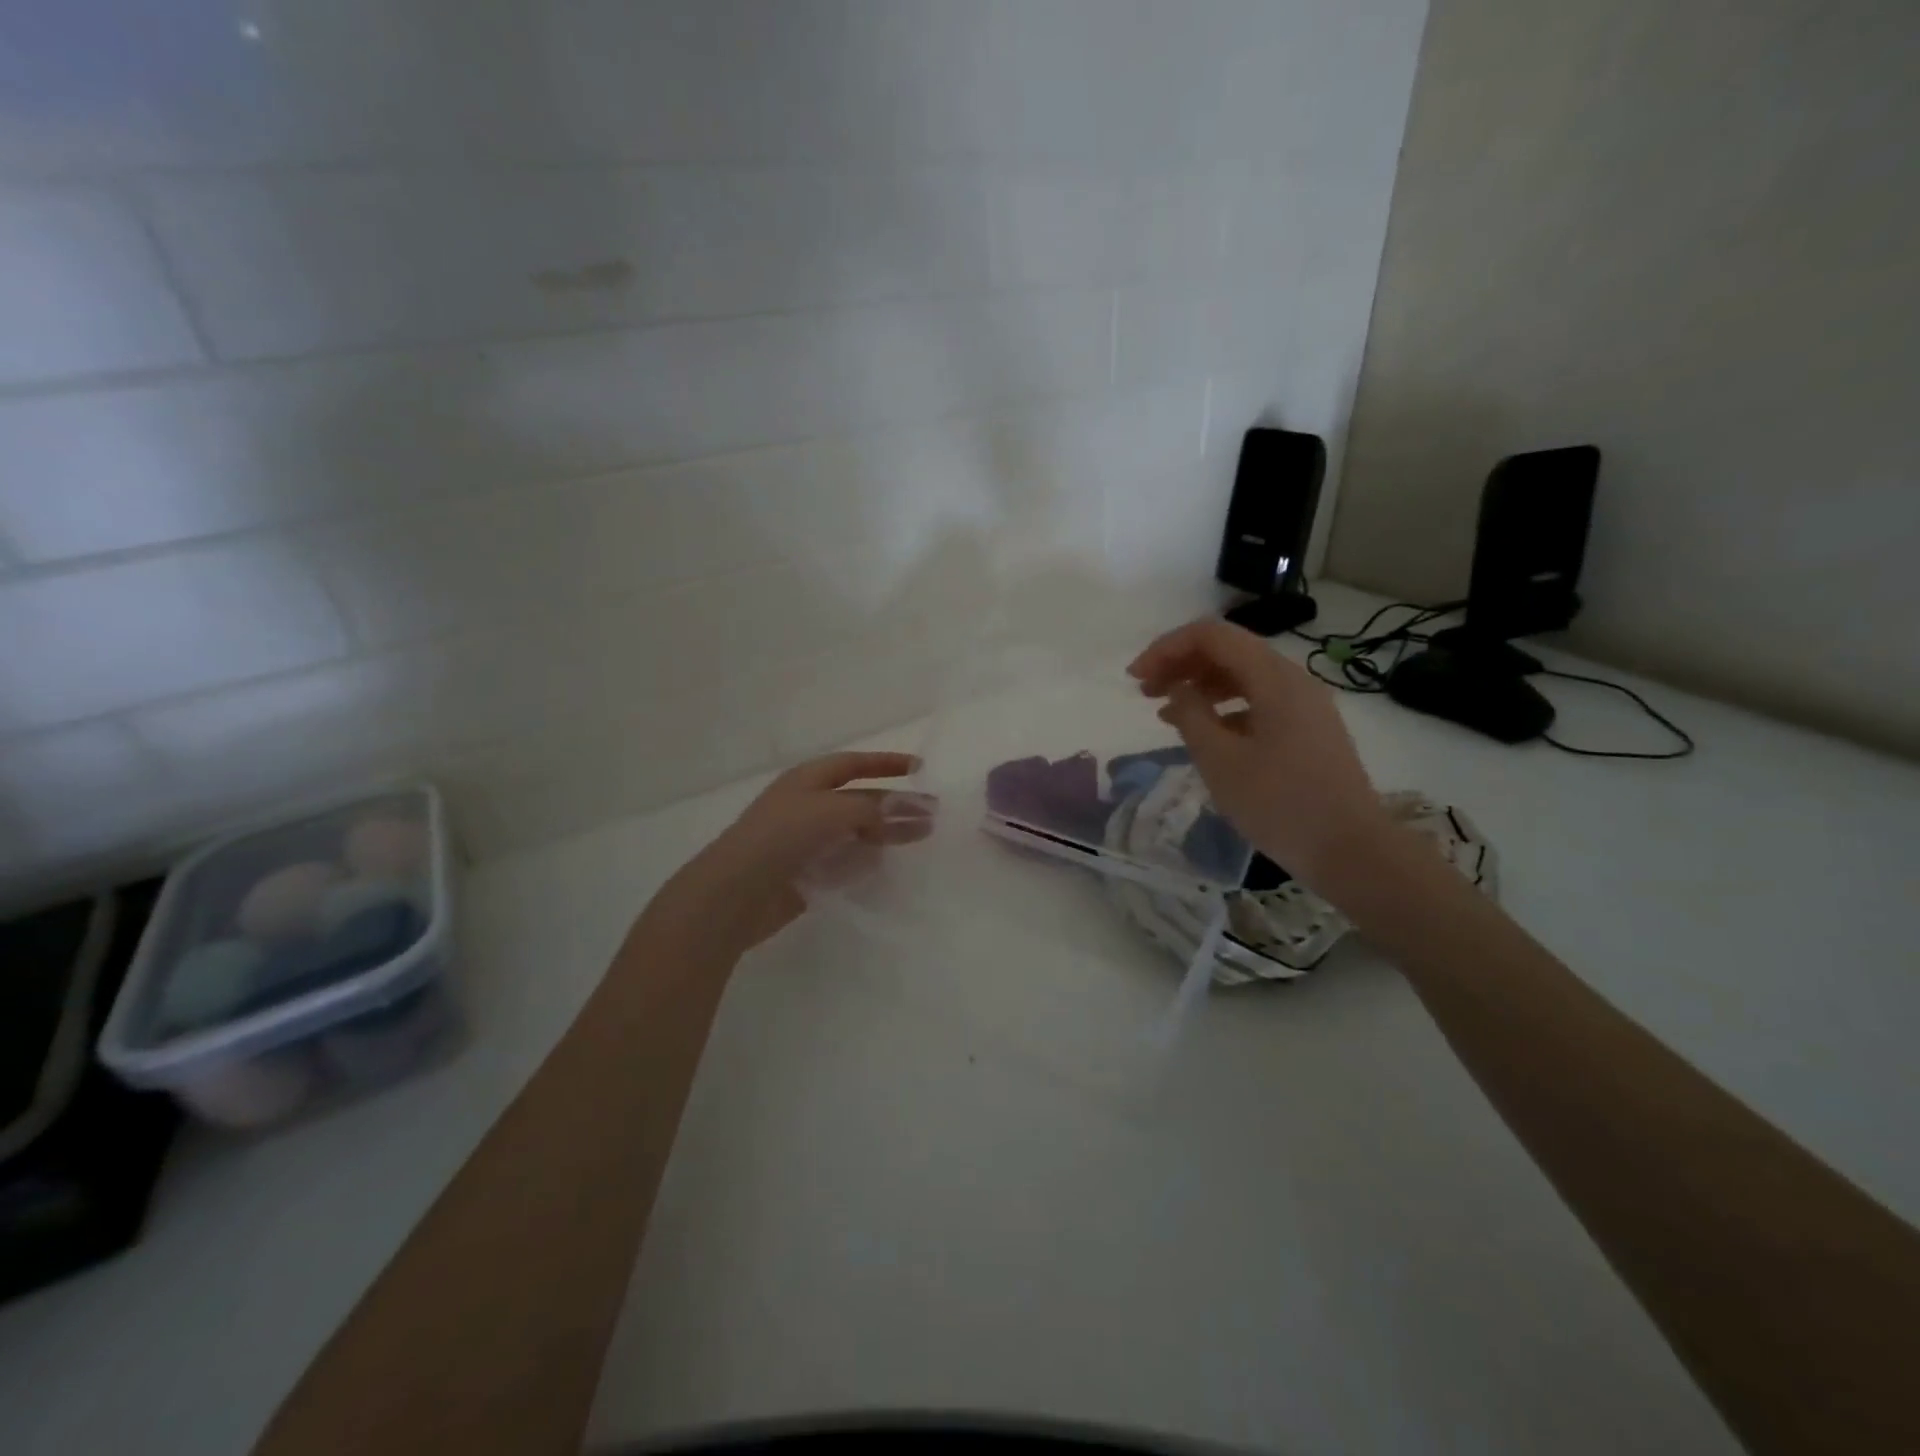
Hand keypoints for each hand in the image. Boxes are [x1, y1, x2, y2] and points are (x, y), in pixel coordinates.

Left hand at [660, 751, 927, 956]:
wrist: (735, 893)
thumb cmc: (782, 837)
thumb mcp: (832, 811)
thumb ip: (876, 808)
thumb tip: (914, 808)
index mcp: (807, 780)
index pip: (853, 763)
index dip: (885, 763)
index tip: (919, 767)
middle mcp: (807, 806)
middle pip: (859, 799)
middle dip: (895, 803)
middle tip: (931, 814)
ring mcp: (806, 841)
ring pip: (855, 831)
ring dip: (887, 832)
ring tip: (921, 837)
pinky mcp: (806, 873)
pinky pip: (844, 860)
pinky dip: (866, 859)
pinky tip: (886, 863)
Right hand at [1128, 620, 1391, 887]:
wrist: (1350, 850)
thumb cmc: (1279, 803)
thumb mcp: (1220, 760)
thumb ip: (1191, 715)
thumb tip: (1178, 688)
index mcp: (1273, 678)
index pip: (1211, 636)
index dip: (1166, 648)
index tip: (1135, 678)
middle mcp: (1292, 679)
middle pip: (1228, 651)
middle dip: (1180, 664)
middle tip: (1143, 692)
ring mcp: (1304, 705)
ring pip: (1242, 676)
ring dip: (1199, 685)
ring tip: (1164, 711)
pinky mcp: (1307, 730)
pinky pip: (1257, 701)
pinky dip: (1223, 707)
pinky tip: (1203, 733)